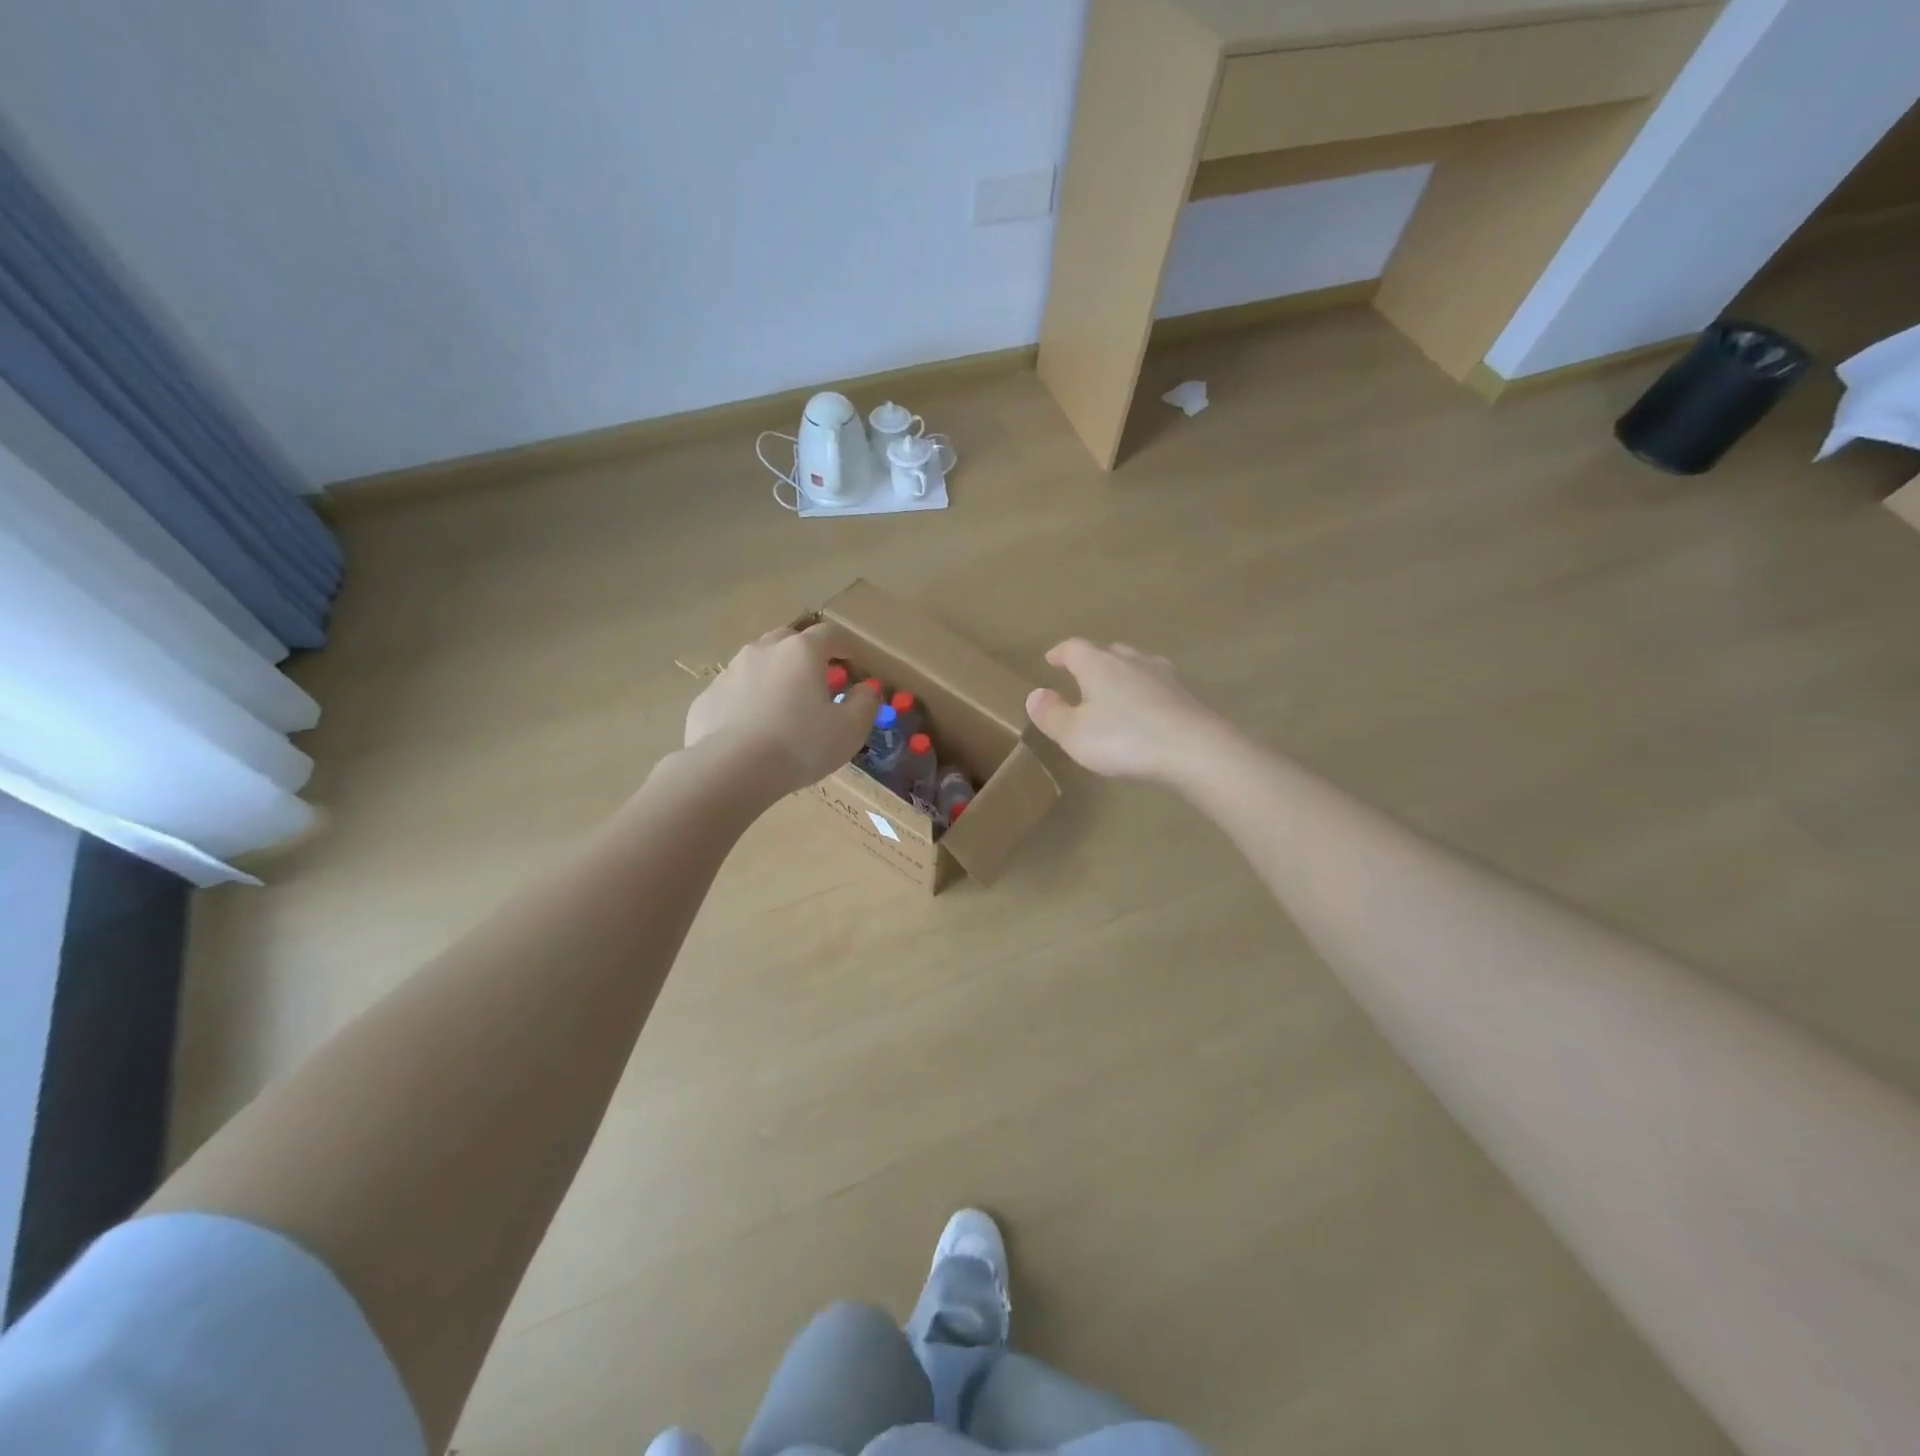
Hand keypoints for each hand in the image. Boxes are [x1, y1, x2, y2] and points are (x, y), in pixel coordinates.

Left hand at [685, 623, 878, 793]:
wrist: (731, 770)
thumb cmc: (800, 745)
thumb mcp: (849, 729)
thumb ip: (865, 704)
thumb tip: (866, 689)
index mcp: (801, 652)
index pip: (830, 634)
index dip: (845, 645)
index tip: (853, 662)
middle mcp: (763, 651)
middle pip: (789, 640)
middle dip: (806, 654)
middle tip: (817, 680)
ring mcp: (730, 672)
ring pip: (758, 663)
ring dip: (775, 675)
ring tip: (784, 705)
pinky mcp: (707, 698)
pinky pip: (735, 691)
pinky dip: (748, 700)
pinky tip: (753, 728)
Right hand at [1026, 639, 1226, 783]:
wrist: (1194, 749)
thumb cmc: (1124, 738)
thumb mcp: (1074, 733)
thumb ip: (1051, 714)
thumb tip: (1035, 694)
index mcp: (1098, 665)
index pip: (1073, 648)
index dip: (1060, 653)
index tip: (1051, 659)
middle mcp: (1131, 661)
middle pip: (1108, 651)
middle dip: (1093, 661)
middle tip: (1082, 676)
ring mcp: (1163, 676)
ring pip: (1137, 665)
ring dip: (1123, 674)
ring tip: (1116, 690)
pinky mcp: (1185, 696)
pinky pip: (1158, 686)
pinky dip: (1146, 693)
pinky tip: (1147, 709)